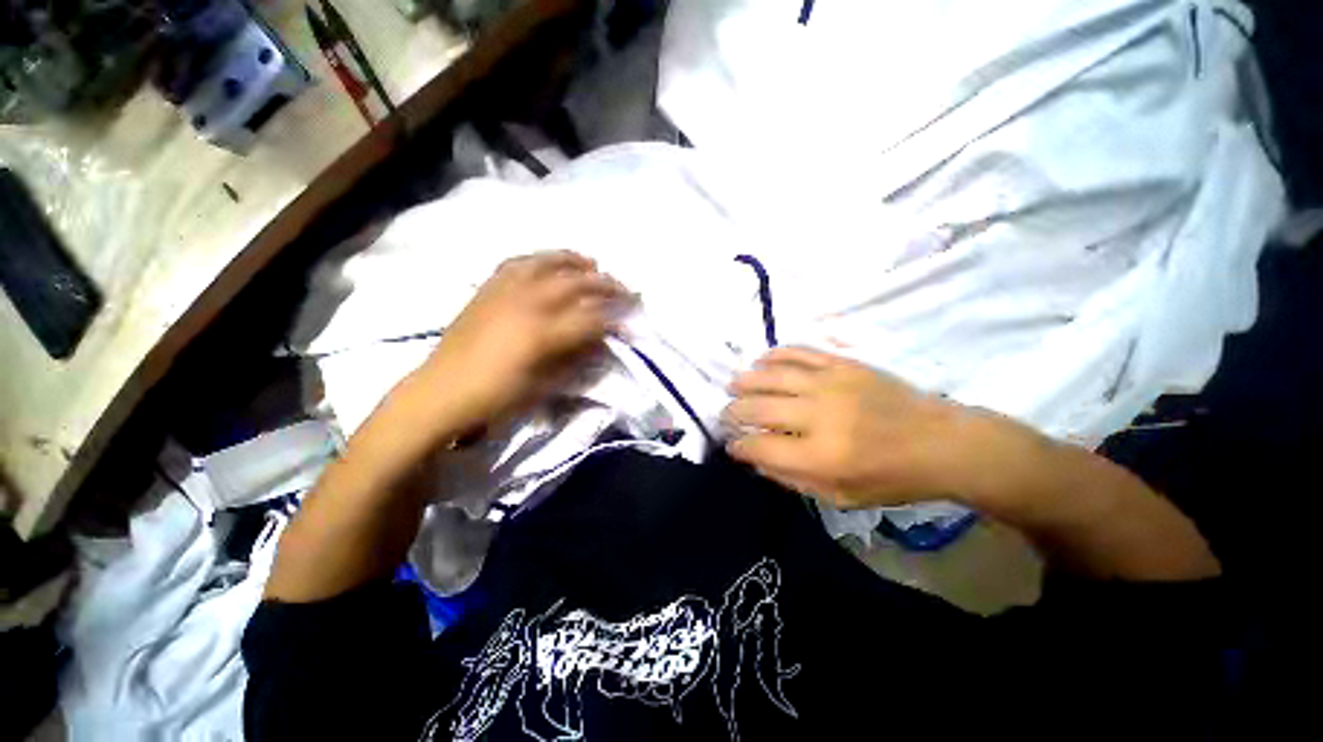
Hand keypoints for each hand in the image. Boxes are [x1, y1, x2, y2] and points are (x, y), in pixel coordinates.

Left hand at [419, 251, 632, 438]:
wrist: (442, 391)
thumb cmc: (496, 396)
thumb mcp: (543, 385)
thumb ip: (575, 359)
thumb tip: (598, 341)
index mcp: (542, 333)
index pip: (591, 318)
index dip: (615, 319)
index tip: (630, 319)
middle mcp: (527, 303)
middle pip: (576, 283)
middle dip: (606, 284)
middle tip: (624, 287)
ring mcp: (505, 290)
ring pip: (548, 263)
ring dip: (575, 261)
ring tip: (592, 262)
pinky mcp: (488, 288)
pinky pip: (518, 262)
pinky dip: (539, 258)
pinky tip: (549, 262)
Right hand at [724, 347, 990, 508]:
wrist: (941, 442)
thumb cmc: (891, 478)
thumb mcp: (840, 497)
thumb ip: (792, 479)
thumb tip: (756, 458)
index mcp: (820, 456)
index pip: (760, 446)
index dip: (739, 446)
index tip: (732, 445)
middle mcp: (818, 415)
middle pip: (758, 408)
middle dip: (733, 412)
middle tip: (725, 415)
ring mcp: (830, 384)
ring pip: (771, 376)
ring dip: (745, 381)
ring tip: (733, 385)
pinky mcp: (842, 364)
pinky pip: (798, 352)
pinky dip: (774, 355)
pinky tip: (761, 361)